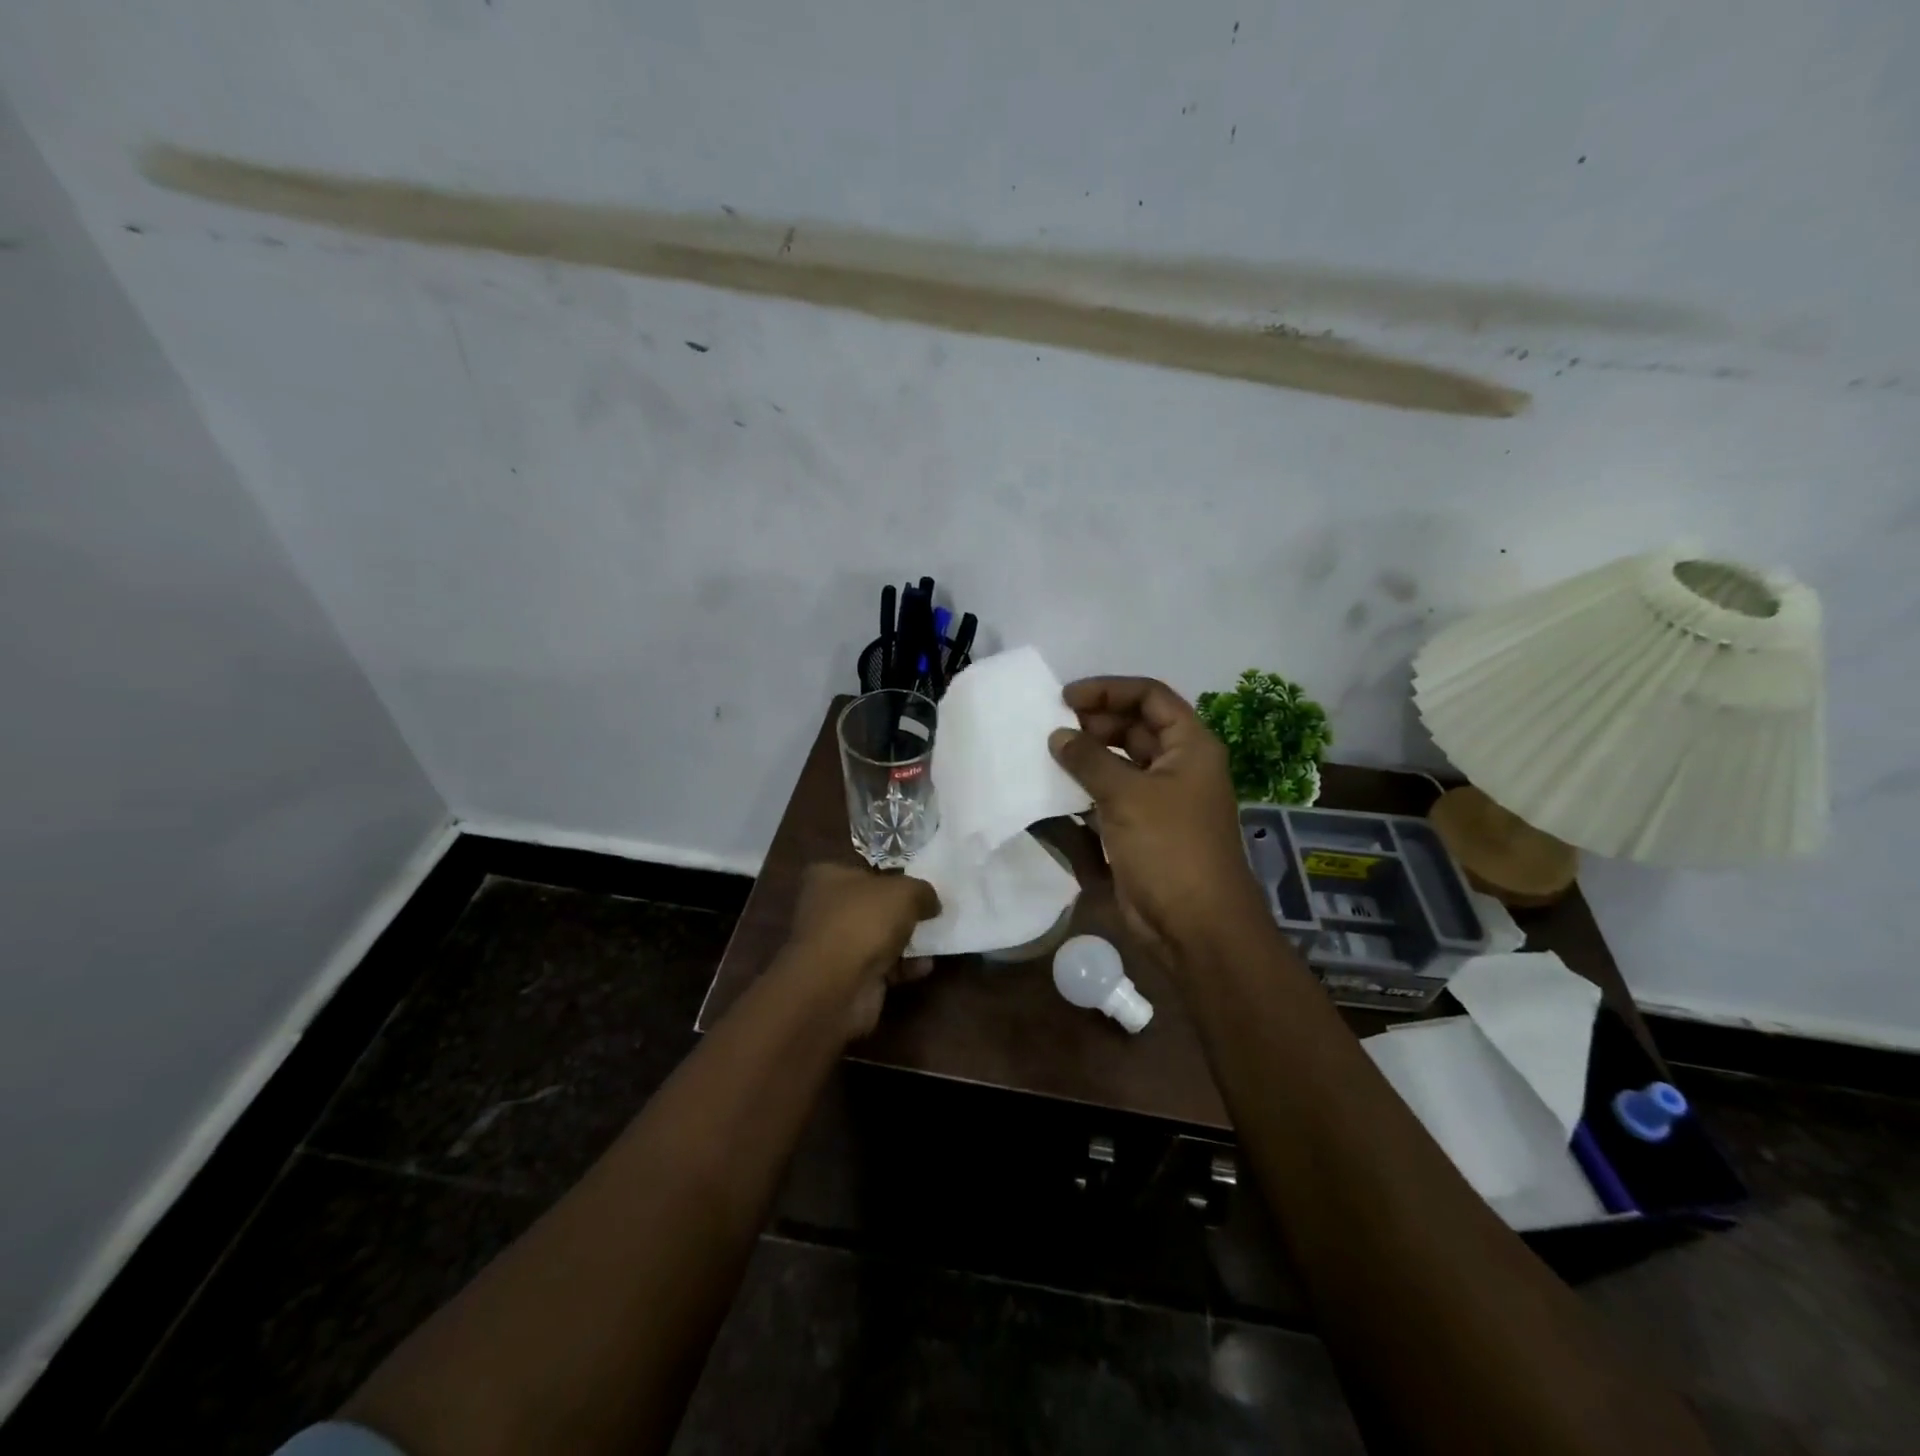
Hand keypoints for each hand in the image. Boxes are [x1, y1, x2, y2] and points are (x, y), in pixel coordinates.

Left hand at [784, 863, 940, 1038]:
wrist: (837, 986)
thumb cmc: (864, 922)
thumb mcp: (905, 892)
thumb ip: (922, 891)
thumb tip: (931, 902)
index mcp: (828, 877)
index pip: (862, 869)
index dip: (891, 873)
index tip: (918, 881)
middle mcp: (826, 908)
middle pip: (872, 904)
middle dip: (901, 910)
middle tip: (932, 910)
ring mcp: (835, 945)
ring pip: (878, 937)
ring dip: (906, 940)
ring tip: (935, 939)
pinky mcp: (847, 976)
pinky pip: (881, 966)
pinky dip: (903, 967)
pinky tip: (925, 967)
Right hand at [1048, 677, 1265, 960]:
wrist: (1195, 925)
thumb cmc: (1169, 848)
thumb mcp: (1127, 796)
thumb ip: (1089, 760)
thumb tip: (1057, 736)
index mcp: (1190, 746)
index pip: (1150, 696)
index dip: (1108, 690)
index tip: (1065, 698)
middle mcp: (1178, 766)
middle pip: (1134, 727)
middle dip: (1094, 723)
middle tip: (1051, 728)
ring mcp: (1160, 799)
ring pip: (1120, 763)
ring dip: (1087, 757)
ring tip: (1047, 754)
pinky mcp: (1141, 829)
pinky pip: (1111, 796)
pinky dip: (1086, 789)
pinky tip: (1054, 791)